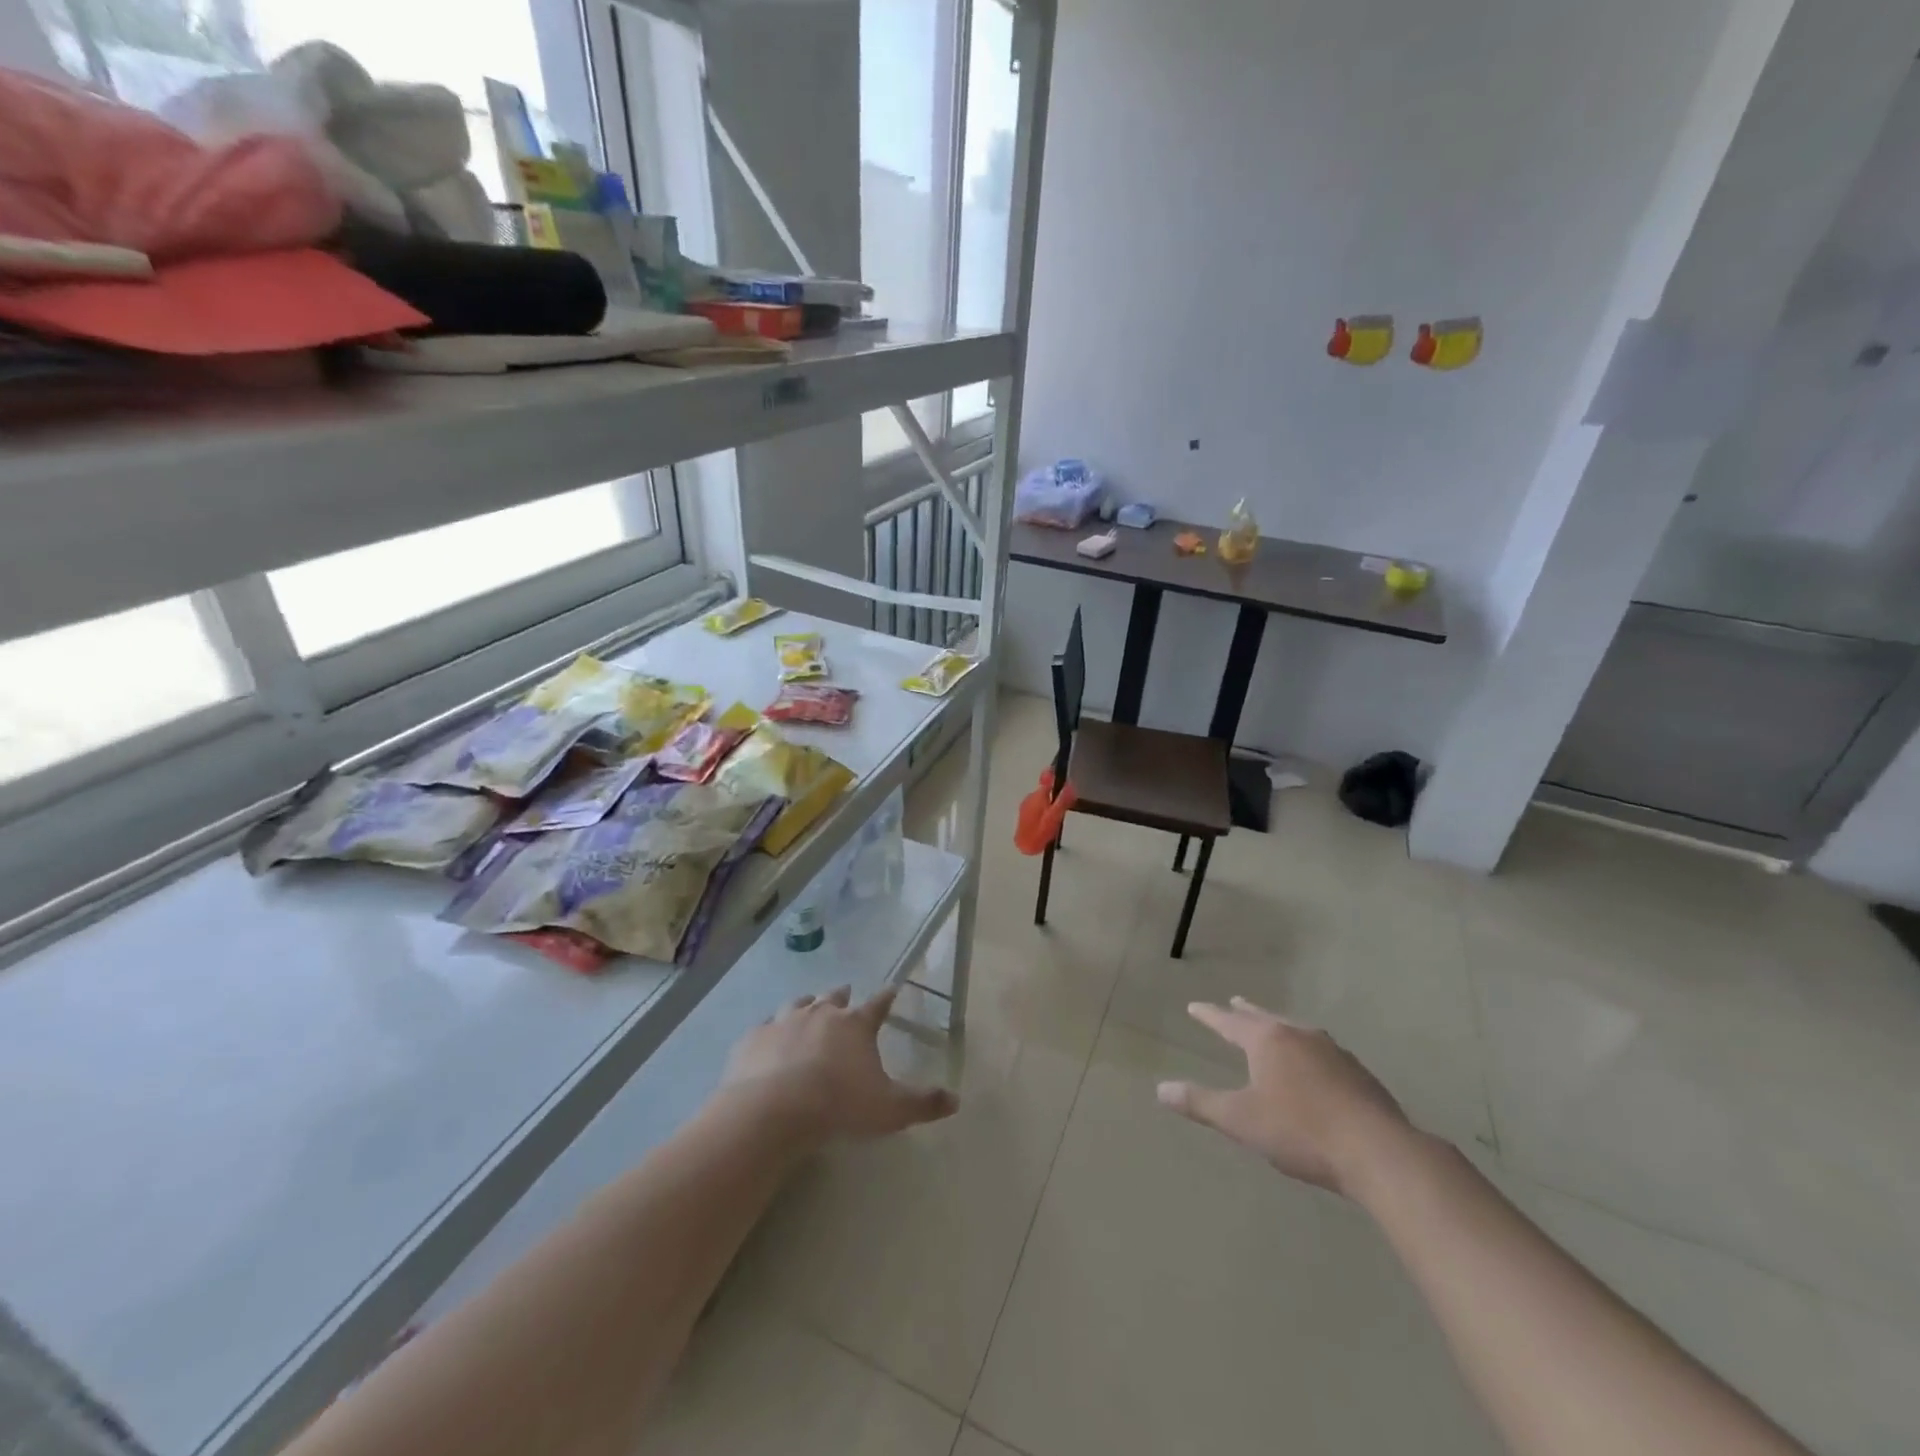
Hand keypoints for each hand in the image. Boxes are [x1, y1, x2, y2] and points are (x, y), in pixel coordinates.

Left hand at [722, 985, 957, 1142]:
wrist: (773, 1111)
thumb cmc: (838, 1106)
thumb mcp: (889, 1110)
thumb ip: (923, 1103)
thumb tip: (955, 1099)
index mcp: (855, 1025)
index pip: (878, 1004)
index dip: (887, 997)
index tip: (893, 988)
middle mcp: (820, 1013)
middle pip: (834, 997)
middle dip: (842, 996)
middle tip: (845, 995)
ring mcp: (783, 1021)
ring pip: (798, 1004)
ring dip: (806, 1004)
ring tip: (808, 1006)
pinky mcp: (753, 1038)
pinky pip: (763, 1027)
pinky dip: (770, 1030)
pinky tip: (768, 1039)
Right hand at [1156, 997, 1412, 1195]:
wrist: (1378, 1151)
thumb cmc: (1300, 1131)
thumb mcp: (1241, 1120)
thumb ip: (1200, 1103)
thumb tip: (1161, 1089)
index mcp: (1267, 1040)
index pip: (1229, 1022)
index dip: (1210, 1016)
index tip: (1194, 1006)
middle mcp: (1299, 1036)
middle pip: (1266, 1018)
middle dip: (1247, 1012)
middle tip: (1235, 1002)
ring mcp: (1333, 1052)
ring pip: (1298, 1031)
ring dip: (1280, 1028)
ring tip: (1275, 1030)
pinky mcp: (1359, 1074)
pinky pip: (1322, 1052)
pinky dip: (1308, 1051)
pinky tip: (1315, 1067)